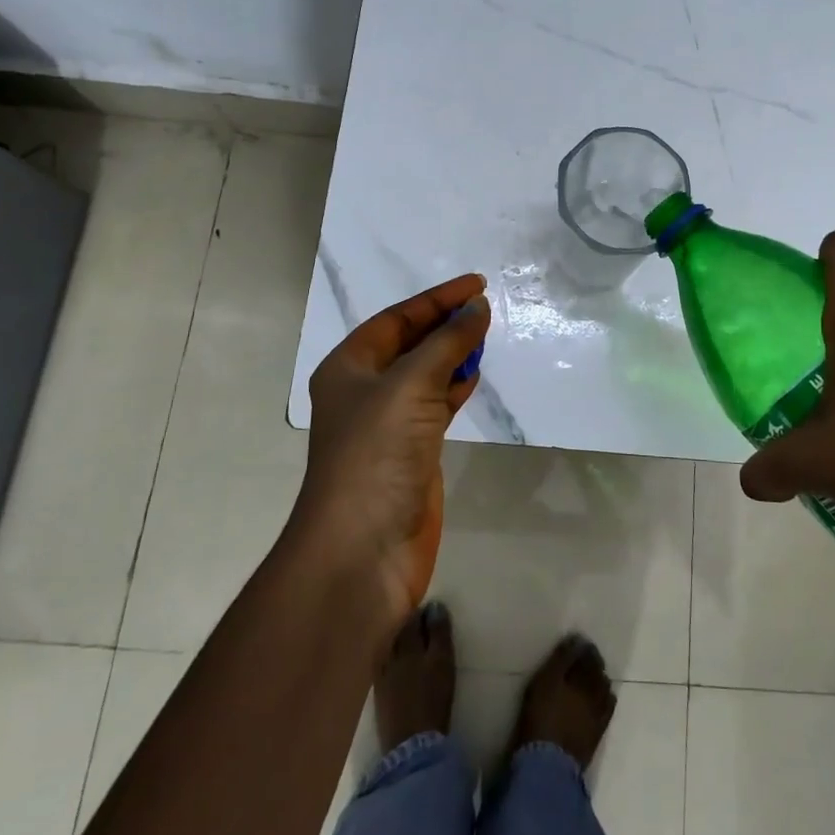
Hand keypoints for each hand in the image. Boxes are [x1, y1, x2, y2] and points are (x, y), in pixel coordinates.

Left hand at [298, 274, 490, 625]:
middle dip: (444, 323)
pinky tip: (474, 376)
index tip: (477, 285)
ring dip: (452, 353)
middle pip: (409, 342)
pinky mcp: (411, 451)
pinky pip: (435, 404)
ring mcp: (388, 423)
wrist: (363, 549)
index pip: (397, 318)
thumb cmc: (377, 453)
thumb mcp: (411, 385)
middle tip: (484, 307)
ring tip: (485, 335)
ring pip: (424, 373)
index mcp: (349, 366)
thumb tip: (478, 307)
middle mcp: (365, 390)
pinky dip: (455, 387)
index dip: (437, 298)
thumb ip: (448, 342)